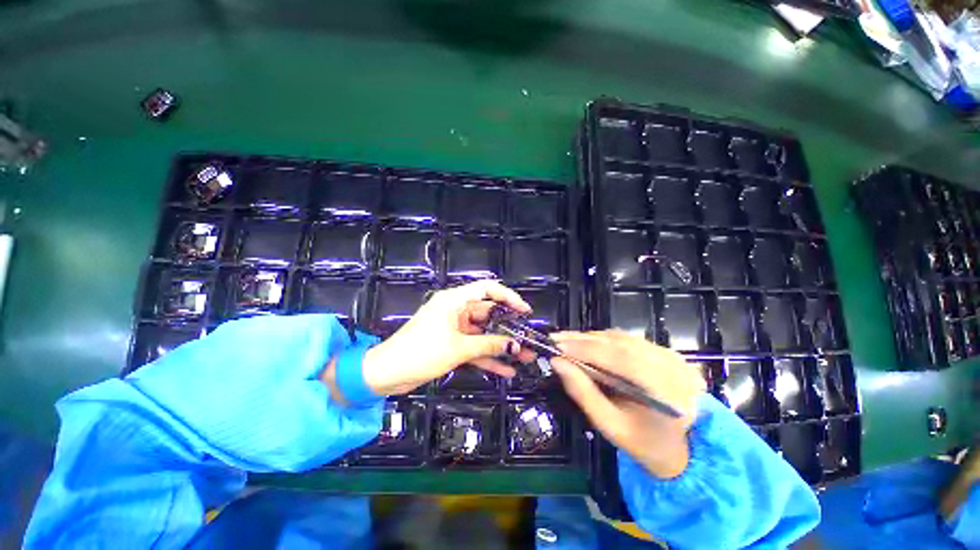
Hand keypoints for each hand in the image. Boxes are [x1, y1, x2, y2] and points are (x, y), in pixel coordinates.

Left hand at [356, 280, 534, 395]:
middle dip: (508, 327)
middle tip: (528, 337)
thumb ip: (489, 345)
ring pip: (483, 333)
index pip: (487, 289)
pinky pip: (474, 347)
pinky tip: (506, 370)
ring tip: (524, 356)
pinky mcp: (451, 343)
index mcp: (454, 300)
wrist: (387, 374)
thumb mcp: (458, 348)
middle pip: (488, 313)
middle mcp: (456, 310)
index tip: (525, 310)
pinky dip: (487, 357)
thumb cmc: (421, 352)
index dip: (508, 296)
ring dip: (501, 345)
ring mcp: (454, 328)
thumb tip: (516, 346)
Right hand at [549, 330, 706, 478]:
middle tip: (556, 339)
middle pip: (620, 343)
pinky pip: (629, 340)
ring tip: (567, 341)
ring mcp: (672, 356)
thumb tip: (557, 362)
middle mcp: (673, 366)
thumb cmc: (645, 443)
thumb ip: (582, 392)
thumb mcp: (610, 425)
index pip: (619, 358)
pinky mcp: (666, 352)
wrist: (686, 448)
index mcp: (665, 391)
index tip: (557, 345)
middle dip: (583, 340)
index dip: (585, 349)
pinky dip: (605, 340)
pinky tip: (588, 343)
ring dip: (592, 338)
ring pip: (623, 338)